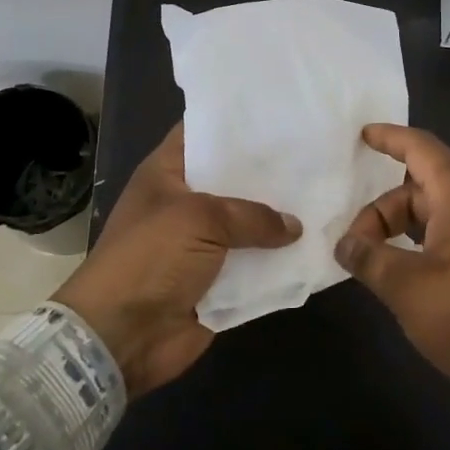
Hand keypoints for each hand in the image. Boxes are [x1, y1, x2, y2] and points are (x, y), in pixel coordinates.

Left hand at [54, 124, 300, 397]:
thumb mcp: (200, 218)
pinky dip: (278, 263)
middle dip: (270, 172)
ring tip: (327, 197)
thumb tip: (294, 226)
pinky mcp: (218, 282)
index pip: (203, 134)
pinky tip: (316, 246)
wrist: (123, 335)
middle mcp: (186, 203)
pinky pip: (254, 267)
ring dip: (280, 221)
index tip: (280, 113)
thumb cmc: (151, 257)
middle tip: (317, 153)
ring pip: (249, 226)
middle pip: (233, 180)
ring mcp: (202, 245)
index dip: (236, 123)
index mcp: (168, 174)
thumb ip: (252, 215)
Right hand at [336, 124, 449, 442]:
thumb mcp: (408, 288)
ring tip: (375, 263)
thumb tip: (345, 244)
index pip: (423, 150)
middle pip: (424, 189)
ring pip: (439, 218)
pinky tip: (409, 282)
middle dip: (384, 209)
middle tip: (354, 246)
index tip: (363, 136)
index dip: (391, 138)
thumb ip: (370, 260)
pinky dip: (423, 249)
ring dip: (402, 232)